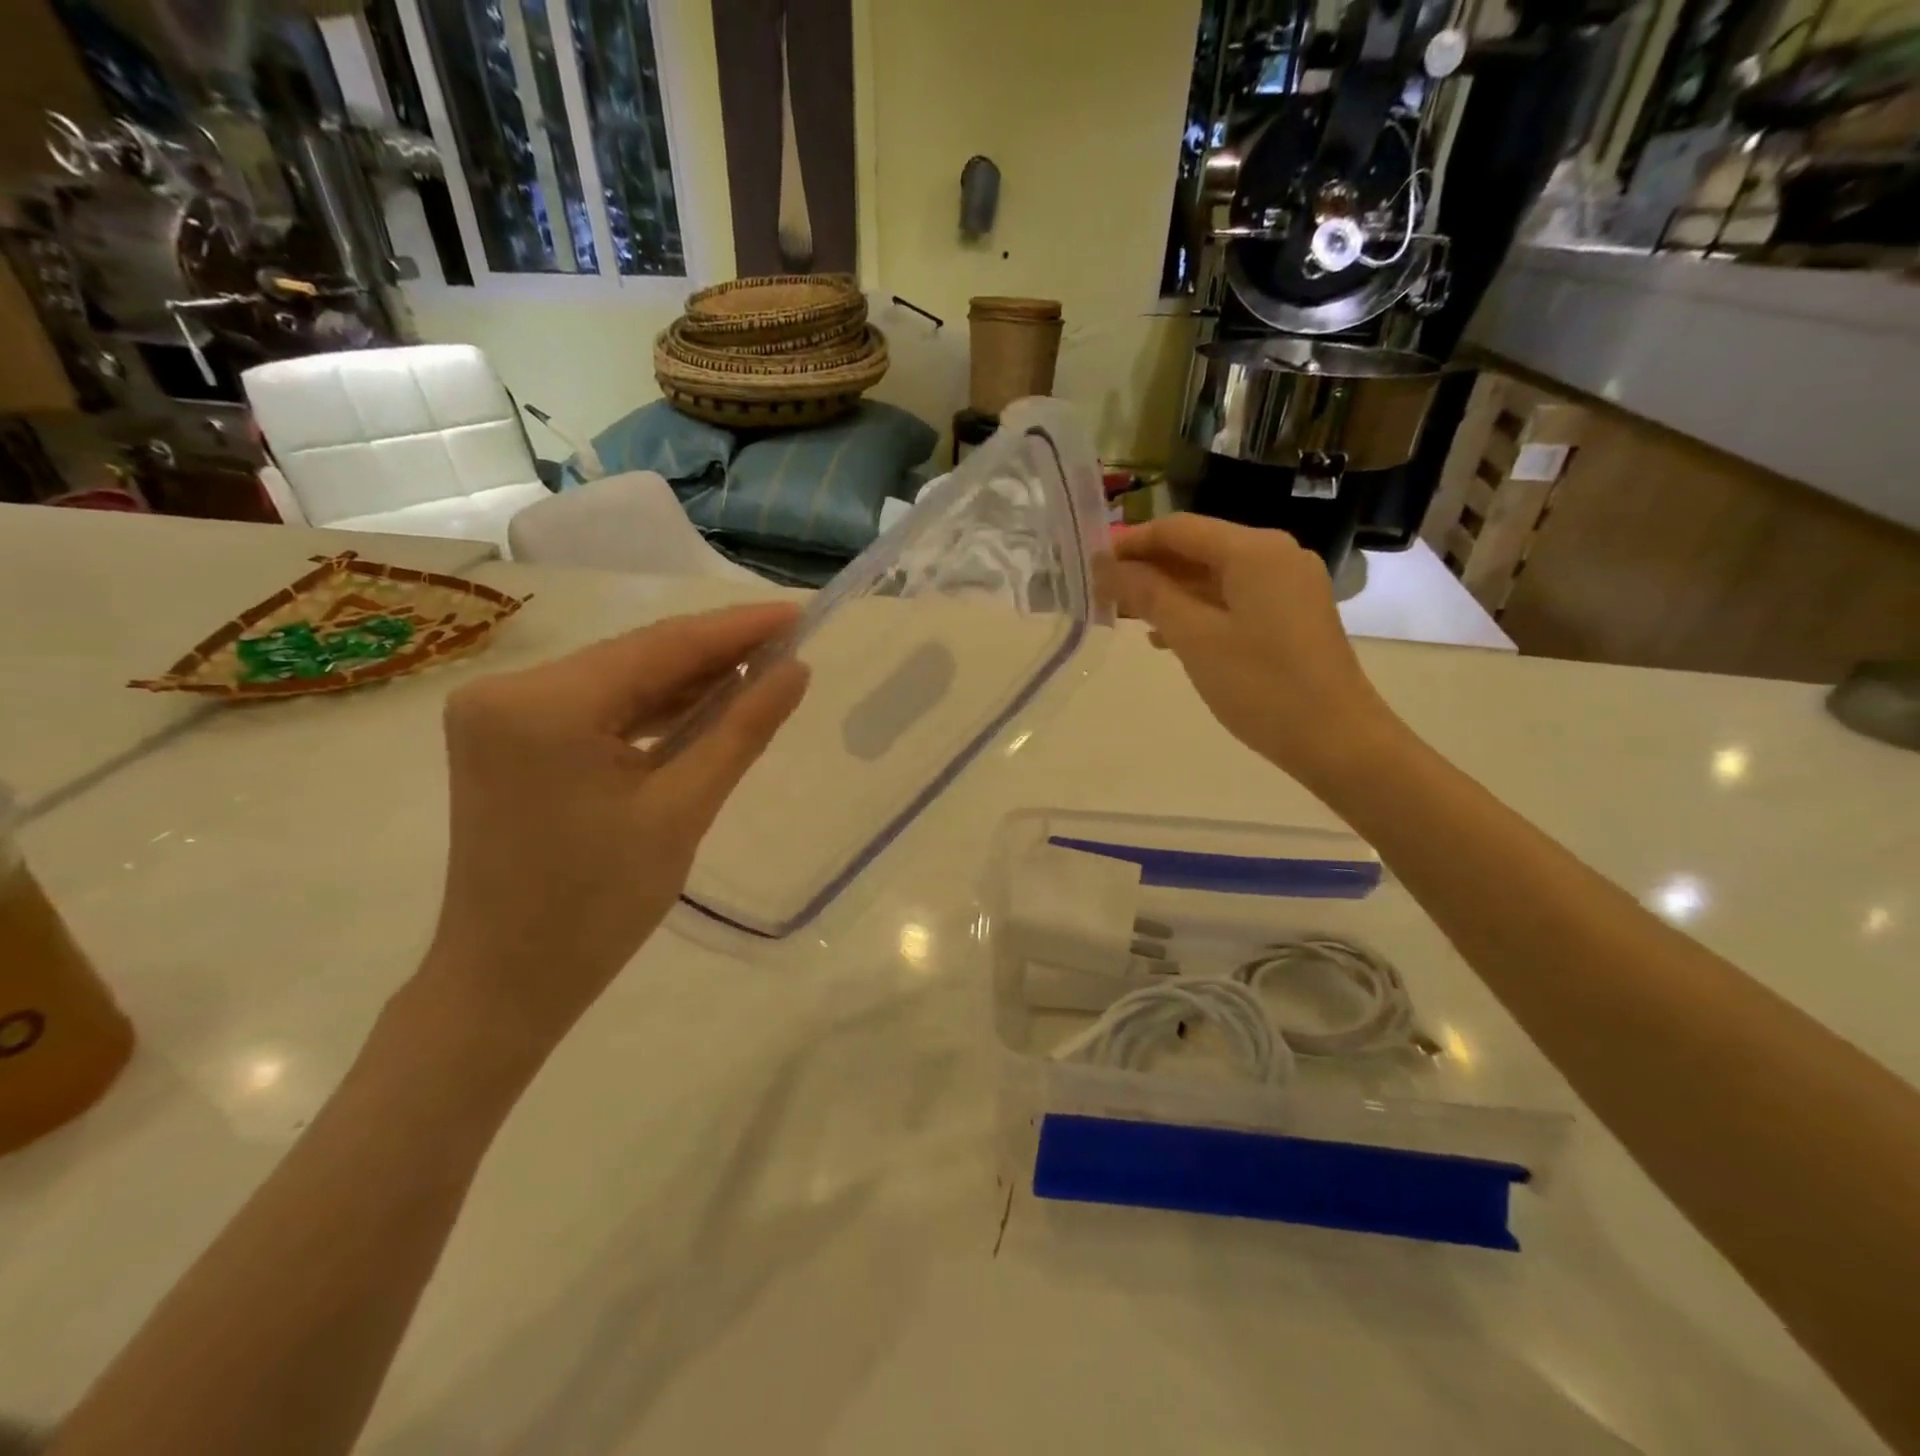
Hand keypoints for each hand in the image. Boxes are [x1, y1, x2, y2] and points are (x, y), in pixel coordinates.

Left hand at [419, 604, 807, 1057]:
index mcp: (545, 706)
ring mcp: (499, 713)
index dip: (737, 628)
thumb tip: (795, 670)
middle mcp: (509, 690)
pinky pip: (595, 707)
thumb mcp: (683, 811)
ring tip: (761, 670)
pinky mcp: (506, 737)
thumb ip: (742, 730)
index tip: (798, 613)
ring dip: (686, 679)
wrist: (508, 981)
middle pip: (636, 658)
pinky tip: (704, 703)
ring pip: (618, 680)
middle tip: (789, 643)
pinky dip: (651, 707)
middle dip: (715, 652)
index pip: (661, 647)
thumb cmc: (599, 907)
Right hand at [1099, 515, 1398, 783]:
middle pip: (1198, 548)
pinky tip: (1165, 636)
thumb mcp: (1195, 638)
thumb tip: (1107, 567)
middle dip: (1148, 568)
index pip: (1179, 529)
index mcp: (1254, 550)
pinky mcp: (1292, 614)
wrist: (1337, 740)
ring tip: (1124, 616)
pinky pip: (1234, 598)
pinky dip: (1197, 609)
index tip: (1090, 563)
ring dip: (1169, 591)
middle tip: (1102, 592)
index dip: (1131, 542)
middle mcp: (1276, 555)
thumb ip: (1149, 595)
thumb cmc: (1261, 686)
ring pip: (1215, 576)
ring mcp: (1288, 585)